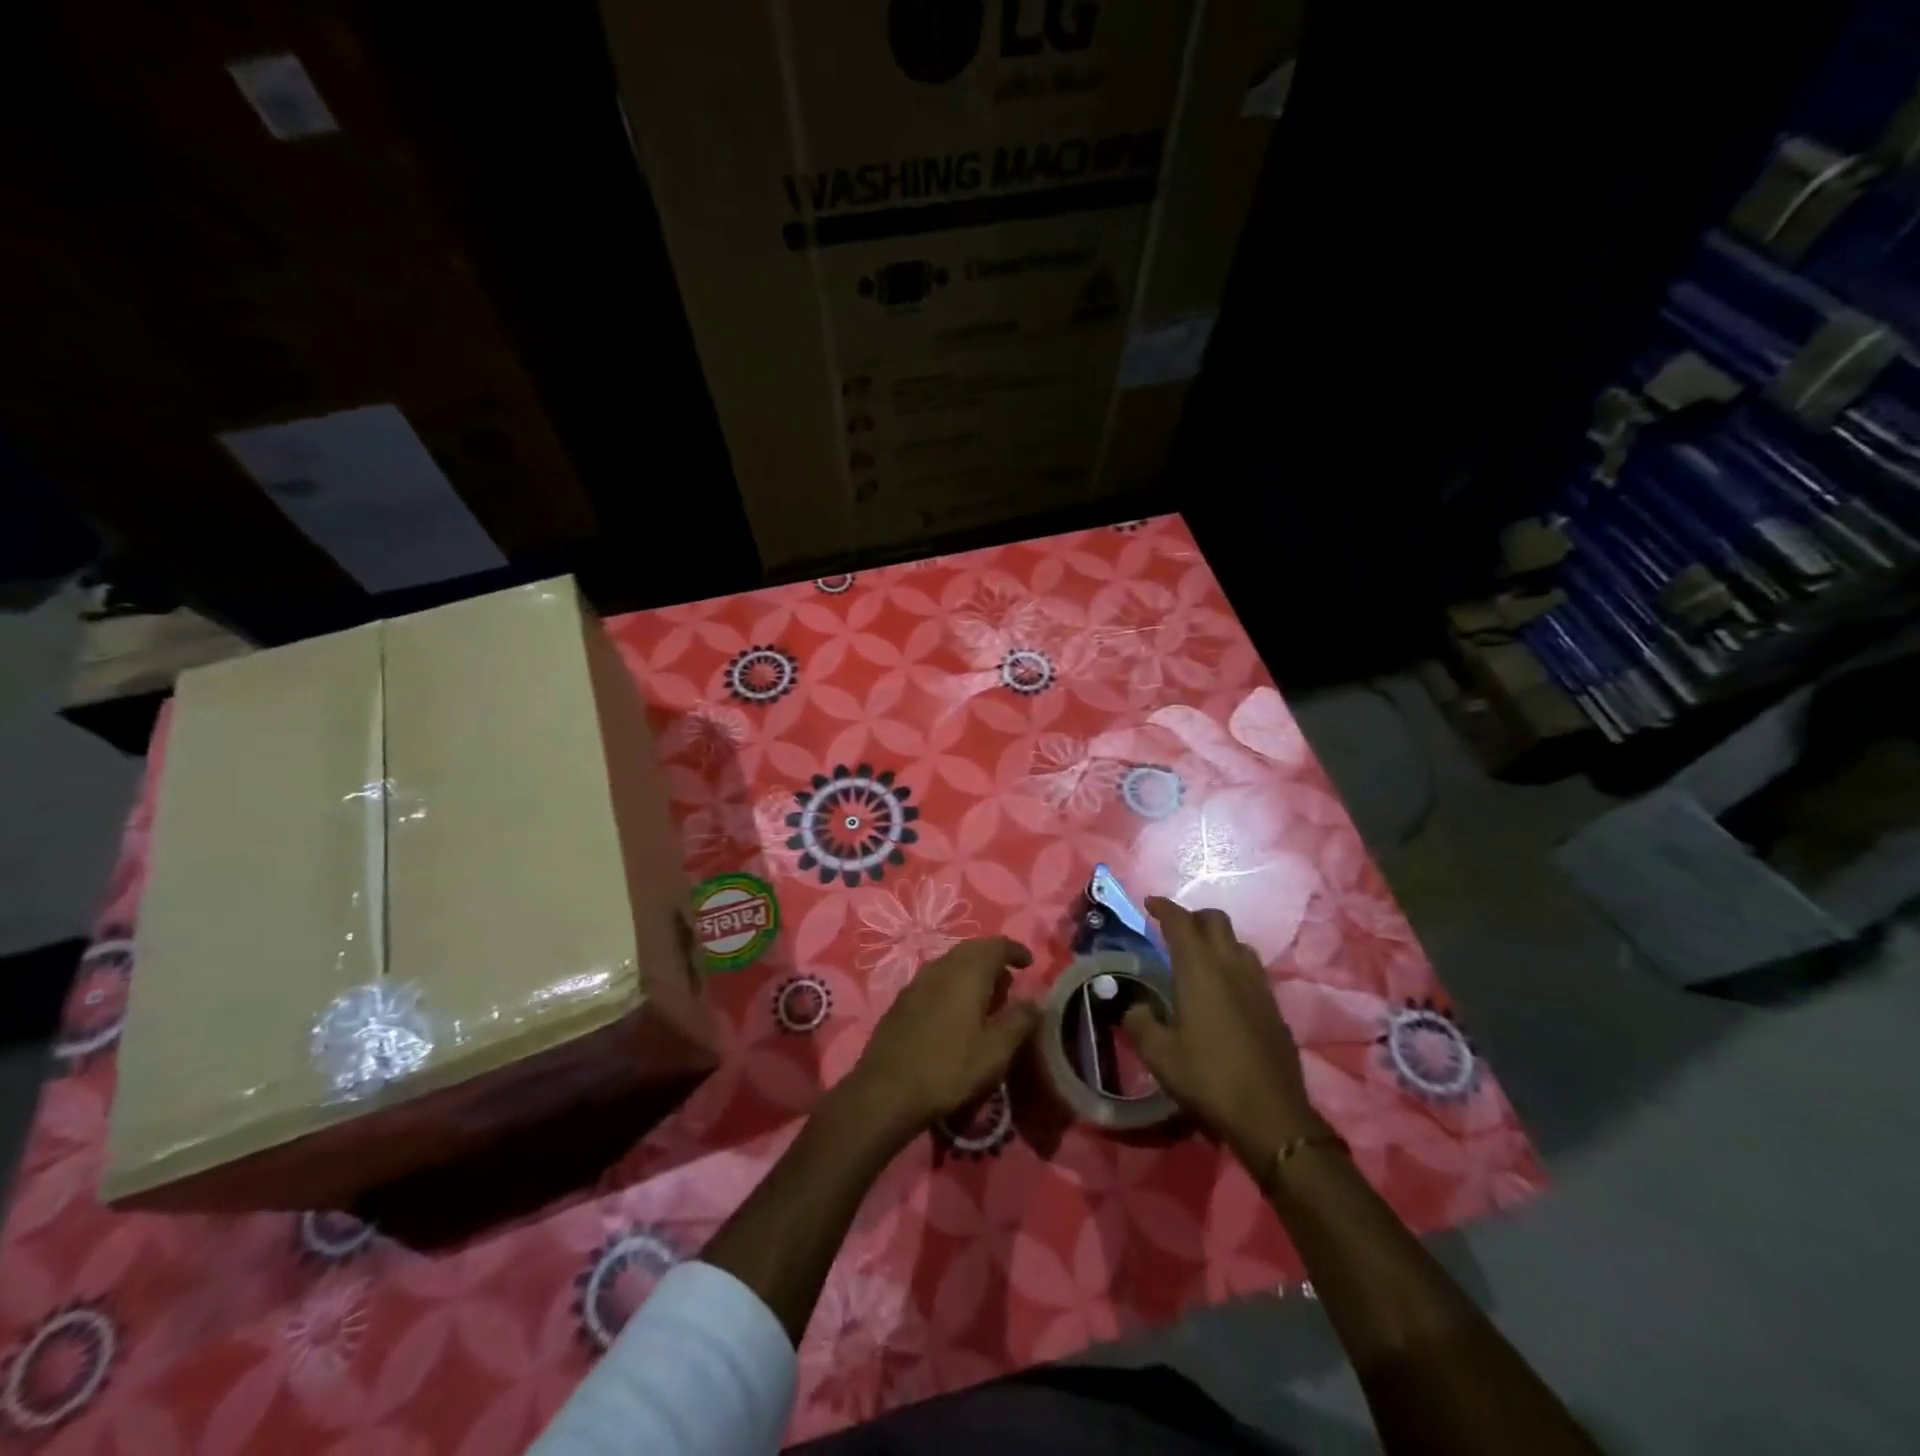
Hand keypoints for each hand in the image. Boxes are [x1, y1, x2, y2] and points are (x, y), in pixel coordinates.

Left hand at [839, 936, 1039, 1147]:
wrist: (886, 1090)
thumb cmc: (949, 1068)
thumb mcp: (996, 1051)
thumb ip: (1019, 1021)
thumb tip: (1034, 1002)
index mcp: (967, 971)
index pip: (997, 945)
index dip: (1015, 950)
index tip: (1028, 963)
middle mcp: (941, 966)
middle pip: (972, 950)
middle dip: (993, 961)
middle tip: (1008, 985)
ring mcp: (917, 981)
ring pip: (952, 964)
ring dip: (972, 974)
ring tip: (986, 1002)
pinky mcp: (902, 1000)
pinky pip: (936, 980)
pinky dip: (953, 986)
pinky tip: (956, 1014)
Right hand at [1122, 897, 1327, 1170]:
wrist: (1271, 1116)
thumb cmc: (1208, 1078)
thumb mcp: (1158, 1053)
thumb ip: (1139, 1021)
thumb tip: (1134, 1005)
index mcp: (1199, 969)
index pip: (1181, 922)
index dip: (1163, 907)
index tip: (1149, 904)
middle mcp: (1231, 966)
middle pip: (1215, 920)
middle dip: (1192, 917)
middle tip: (1172, 931)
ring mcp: (1258, 985)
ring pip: (1238, 942)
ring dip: (1216, 940)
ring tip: (1198, 959)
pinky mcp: (1274, 1007)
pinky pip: (1251, 969)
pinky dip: (1233, 966)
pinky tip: (1223, 993)